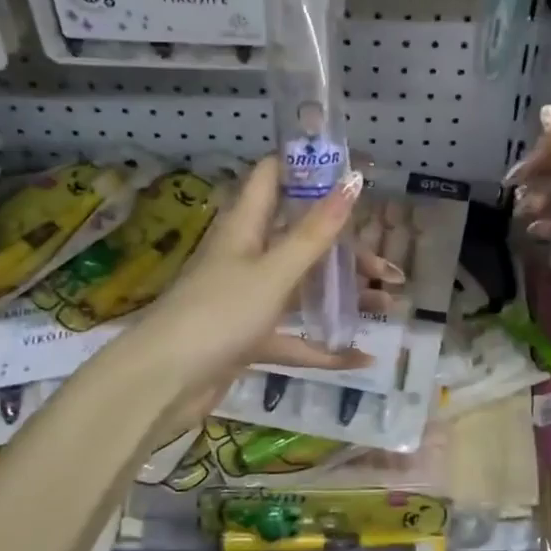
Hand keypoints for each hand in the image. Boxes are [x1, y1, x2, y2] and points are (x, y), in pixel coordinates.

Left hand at [125, 157, 377, 436]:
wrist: (163, 383)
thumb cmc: (219, 314)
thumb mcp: (274, 271)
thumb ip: (315, 232)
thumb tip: (353, 180)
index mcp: (245, 227)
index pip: (273, 177)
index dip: (308, 167)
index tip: (352, 172)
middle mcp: (246, 256)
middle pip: (301, 238)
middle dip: (346, 249)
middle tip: (387, 268)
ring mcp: (247, 299)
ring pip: (303, 287)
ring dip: (342, 295)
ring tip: (388, 305)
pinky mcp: (248, 337)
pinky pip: (294, 336)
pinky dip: (323, 347)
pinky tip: (359, 358)